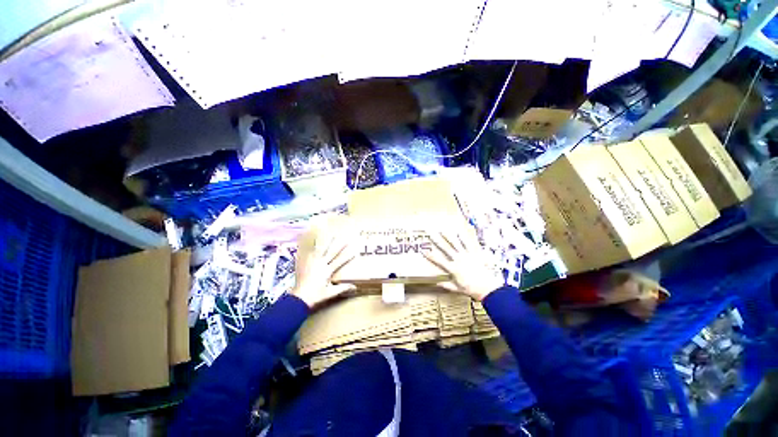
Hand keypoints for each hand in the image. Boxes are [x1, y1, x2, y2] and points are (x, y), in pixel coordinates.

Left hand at [292, 229, 357, 307]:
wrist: (299, 298)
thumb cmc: (315, 296)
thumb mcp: (330, 293)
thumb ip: (342, 288)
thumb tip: (354, 287)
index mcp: (327, 270)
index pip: (340, 261)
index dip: (347, 256)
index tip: (354, 251)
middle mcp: (320, 264)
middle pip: (331, 252)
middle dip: (339, 245)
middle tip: (344, 239)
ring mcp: (312, 262)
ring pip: (320, 250)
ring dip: (325, 242)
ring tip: (328, 235)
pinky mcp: (304, 264)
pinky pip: (309, 253)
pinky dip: (312, 248)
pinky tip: (313, 243)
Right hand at [423, 230, 503, 300]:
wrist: (487, 288)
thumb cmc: (472, 289)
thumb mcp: (457, 289)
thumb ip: (446, 285)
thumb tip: (437, 283)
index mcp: (453, 268)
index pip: (439, 260)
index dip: (431, 256)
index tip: (424, 251)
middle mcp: (458, 260)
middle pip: (446, 249)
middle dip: (437, 241)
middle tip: (432, 235)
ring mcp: (466, 256)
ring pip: (455, 244)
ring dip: (448, 237)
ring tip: (443, 231)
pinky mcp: (474, 254)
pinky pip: (468, 244)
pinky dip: (463, 238)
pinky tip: (459, 232)